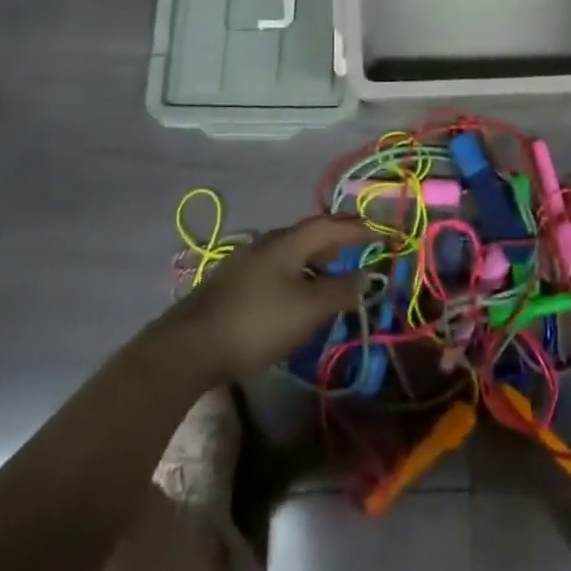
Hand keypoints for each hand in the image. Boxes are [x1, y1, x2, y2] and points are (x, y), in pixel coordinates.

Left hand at [162, 214, 370, 381]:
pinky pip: (277, 268)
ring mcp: (247, 261)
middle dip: (337, 240)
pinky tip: (298, 294)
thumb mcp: (308, 309)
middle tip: (360, 250)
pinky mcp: (234, 283)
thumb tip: (369, 275)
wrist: (190, 346)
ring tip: (333, 275)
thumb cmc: (257, 322)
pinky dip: (298, 273)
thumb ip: (341, 290)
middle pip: (309, 234)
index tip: (380, 233)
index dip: (357, 228)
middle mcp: (267, 242)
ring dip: (316, 259)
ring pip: (291, 252)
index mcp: (288, 241)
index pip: (330, 225)